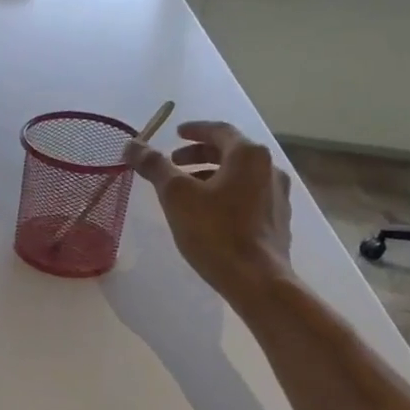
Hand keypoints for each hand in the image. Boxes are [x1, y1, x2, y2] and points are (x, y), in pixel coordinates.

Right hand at [125, 120, 293, 298]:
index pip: (220, 130)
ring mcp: (277, 196)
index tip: (175, 134)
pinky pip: (249, 196)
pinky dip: (227, 194)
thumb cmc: (215, 231)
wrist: (257, 280)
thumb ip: (154, 166)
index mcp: (249, 155)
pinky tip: (210, 214)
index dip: (194, 130)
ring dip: (212, 176)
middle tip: (174, 163)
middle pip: (231, 152)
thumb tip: (132, 144)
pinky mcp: (278, 221)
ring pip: (240, 176)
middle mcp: (270, 168)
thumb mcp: (176, 195)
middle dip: (200, 155)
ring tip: (187, 191)